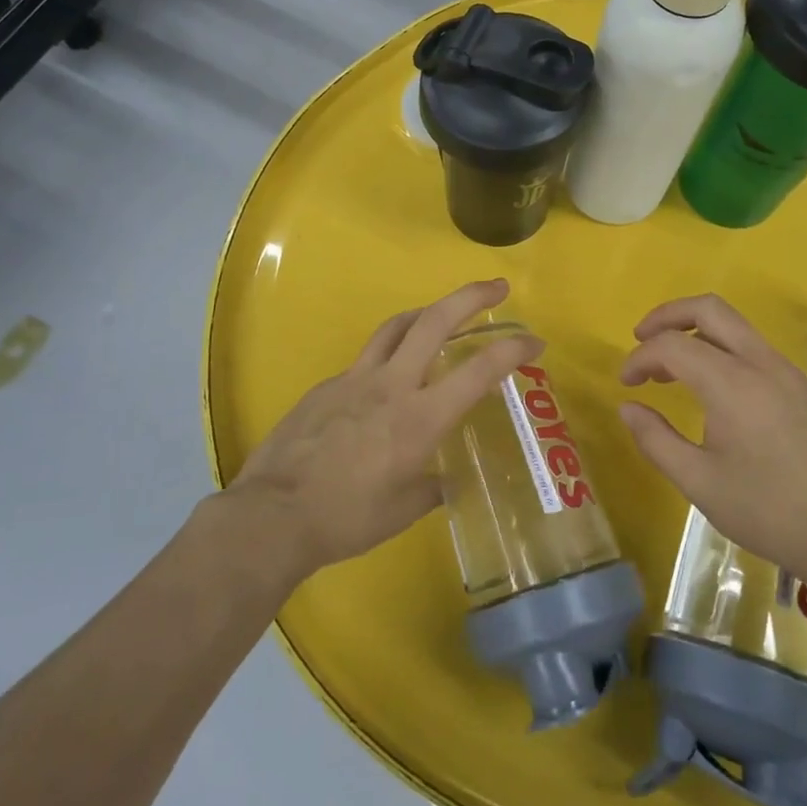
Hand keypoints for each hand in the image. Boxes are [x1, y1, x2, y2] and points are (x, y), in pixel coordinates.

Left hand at [227, 280, 542, 577]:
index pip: (478, 371)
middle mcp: (392, 385)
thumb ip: (430, 488)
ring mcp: (354, 379)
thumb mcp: (401, 511)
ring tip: (443, 314)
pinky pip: (365, 359)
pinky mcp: (327, 385)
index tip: (534, 341)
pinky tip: (385, 381)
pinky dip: (387, 356)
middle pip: (434, 321)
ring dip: (427, 312)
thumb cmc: (345, 518)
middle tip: (497, 286)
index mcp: (419, 418)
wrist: (272, 514)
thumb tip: (446, 481)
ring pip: (396, 326)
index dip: (512, 350)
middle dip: (471, 297)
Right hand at [618, 294, 806, 596]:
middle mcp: (762, 363)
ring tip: (671, 368)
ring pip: (735, 326)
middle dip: (667, 315)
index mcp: (732, 383)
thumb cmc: (770, 512)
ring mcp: (789, 372)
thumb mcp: (699, 483)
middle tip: (641, 340)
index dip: (640, 358)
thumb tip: (628, 407)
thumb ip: (656, 440)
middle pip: (709, 308)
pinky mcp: (805, 388)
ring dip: (695, 333)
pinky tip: (713, 391)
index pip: (672, 345)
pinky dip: (722, 351)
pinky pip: (755, 349)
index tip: (625, 384)